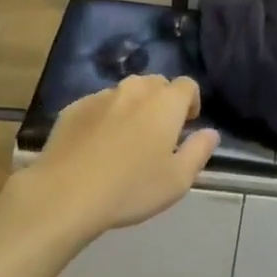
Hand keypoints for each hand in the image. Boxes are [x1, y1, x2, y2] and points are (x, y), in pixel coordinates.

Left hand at [16, 76, 220, 239]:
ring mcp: (100, 96)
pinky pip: (98, 105)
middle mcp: (134, 90)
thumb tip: (210, 132)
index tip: (187, 124)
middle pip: (156, 83)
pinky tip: (97, 145)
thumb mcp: (178, 180)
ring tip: (126, 139)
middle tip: (159, 133)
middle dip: (162, 101)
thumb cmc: (131, 188)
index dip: (191, 101)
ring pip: (125, 92)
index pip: (187, 84)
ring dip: (133, 107)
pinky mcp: (73, 108)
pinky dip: (105, 117)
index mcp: (165, 103)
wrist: (66, 193)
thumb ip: (199, 151)